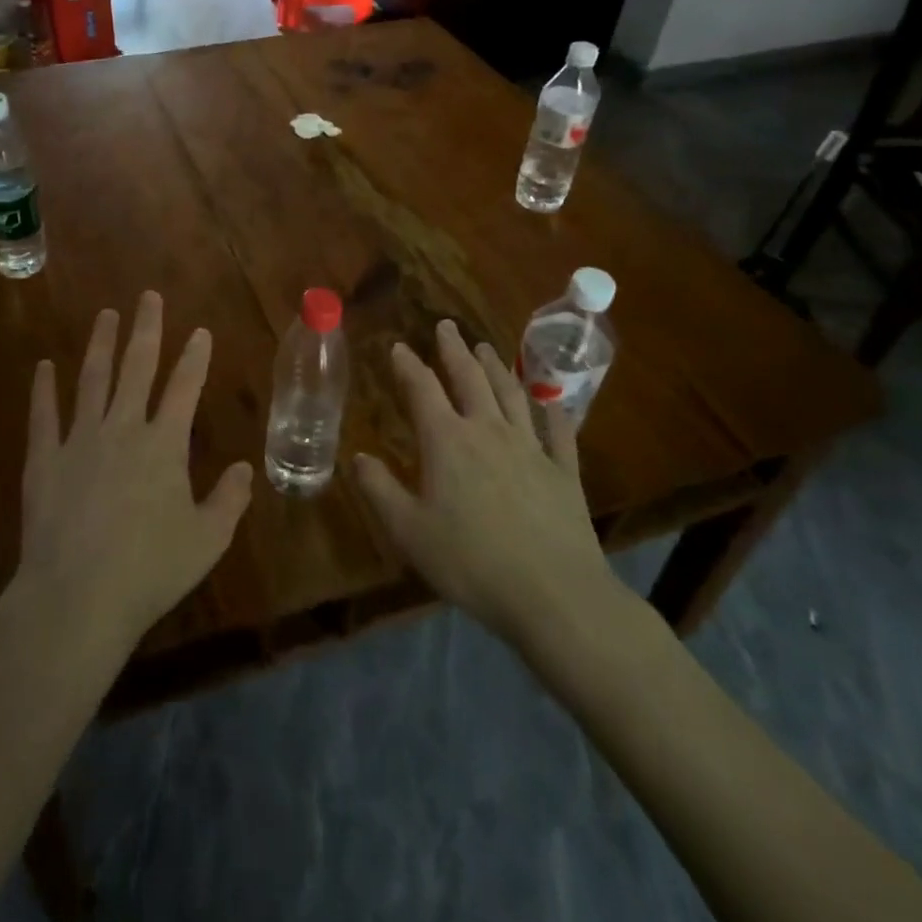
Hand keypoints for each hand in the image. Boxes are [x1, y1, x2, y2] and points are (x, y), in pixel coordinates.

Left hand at [18, 292, 254, 652]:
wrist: (77, 597)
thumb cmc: (149, 570)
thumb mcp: (206, 541)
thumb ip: (228, 500)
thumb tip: (244, 469)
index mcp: (163, 445)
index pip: (184, 387)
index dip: (194, 356)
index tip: (199, 330)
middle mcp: (122, 429)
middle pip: (137, 368)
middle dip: (146, 329)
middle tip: (147, 297)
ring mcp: (79, 440)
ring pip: (92, 380)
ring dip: (100, 345)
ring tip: (105, 315)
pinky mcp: (44, 460)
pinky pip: (43, 415)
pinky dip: (43, 389)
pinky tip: (44, 367)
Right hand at [354, 320, 626, 650]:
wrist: (554, 595)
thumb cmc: (471, 562)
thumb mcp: (409, 532)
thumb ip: (380, 490)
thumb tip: (357, 456)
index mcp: (447, 441)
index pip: (422, 389)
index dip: (408, 365)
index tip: (398, 346)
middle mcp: (488, 431)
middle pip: (469, 378)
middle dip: (454, 349)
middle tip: (446, 326)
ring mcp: (531, 447)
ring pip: (512, 394)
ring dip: (497, 367)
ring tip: (486, 347)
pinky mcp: (564, 471)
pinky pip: (558, 430)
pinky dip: (552, 410)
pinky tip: (551, 400)